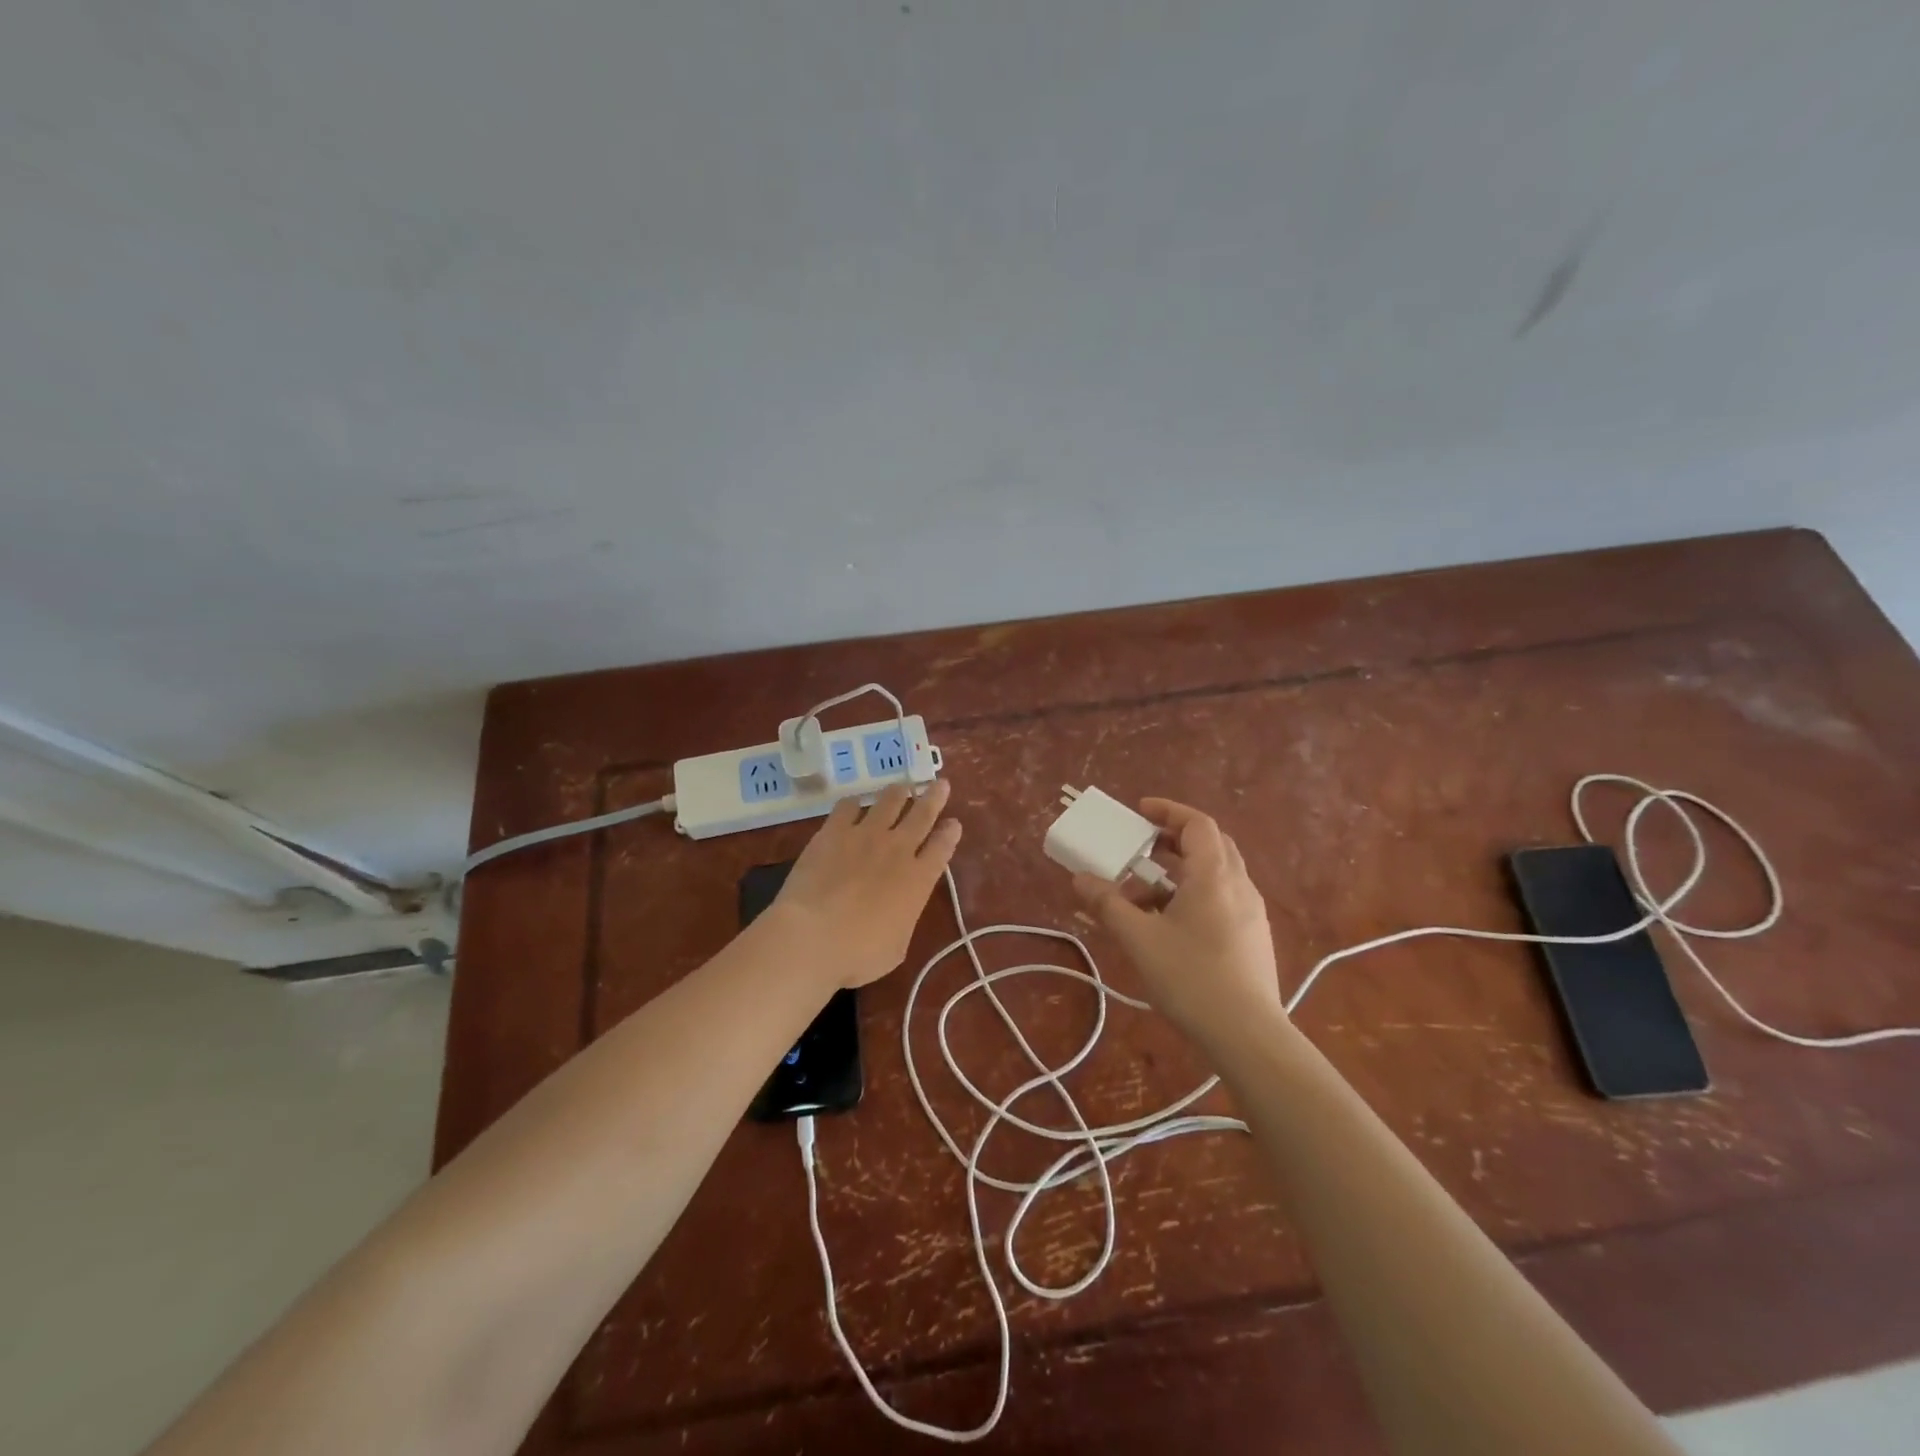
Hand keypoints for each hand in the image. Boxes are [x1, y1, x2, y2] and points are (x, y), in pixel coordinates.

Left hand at [767, 779, 962, 987]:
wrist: (813, 936)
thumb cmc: (859, 954)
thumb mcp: (897, 947)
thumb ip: (903, 918)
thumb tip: (899, 908)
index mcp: (919, 879)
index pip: (942, 847)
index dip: (950, 833)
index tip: (954, 823)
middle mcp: (898, 849)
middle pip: (922, 814)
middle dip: (934, 797)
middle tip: (940, 783)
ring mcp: (865, 835)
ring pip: (889, 801)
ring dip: (899, 792)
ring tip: (902, 786)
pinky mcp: (834, 831)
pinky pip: (848, 806)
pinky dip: (854, 803)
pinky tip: (853, 804)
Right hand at [1072, 798, 1283, 1045]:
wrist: (1247, 1036)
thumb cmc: (1191, 977)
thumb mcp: (1139, 939)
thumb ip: (1108, 904)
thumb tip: (1080, 879)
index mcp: (1214, 875)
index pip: (1197, 823)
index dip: (1168, 811)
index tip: (1140, 812)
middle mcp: (1239, 885)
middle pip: (1211, 844)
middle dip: (1174, 839)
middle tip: (1143, 847)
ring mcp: (1251, 913)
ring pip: (1216, 875)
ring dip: (1180, 874)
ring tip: (1144, 897)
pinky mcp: (1253, 939)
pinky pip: (1222, 900)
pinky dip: (1194, 897)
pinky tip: (1170, 928)